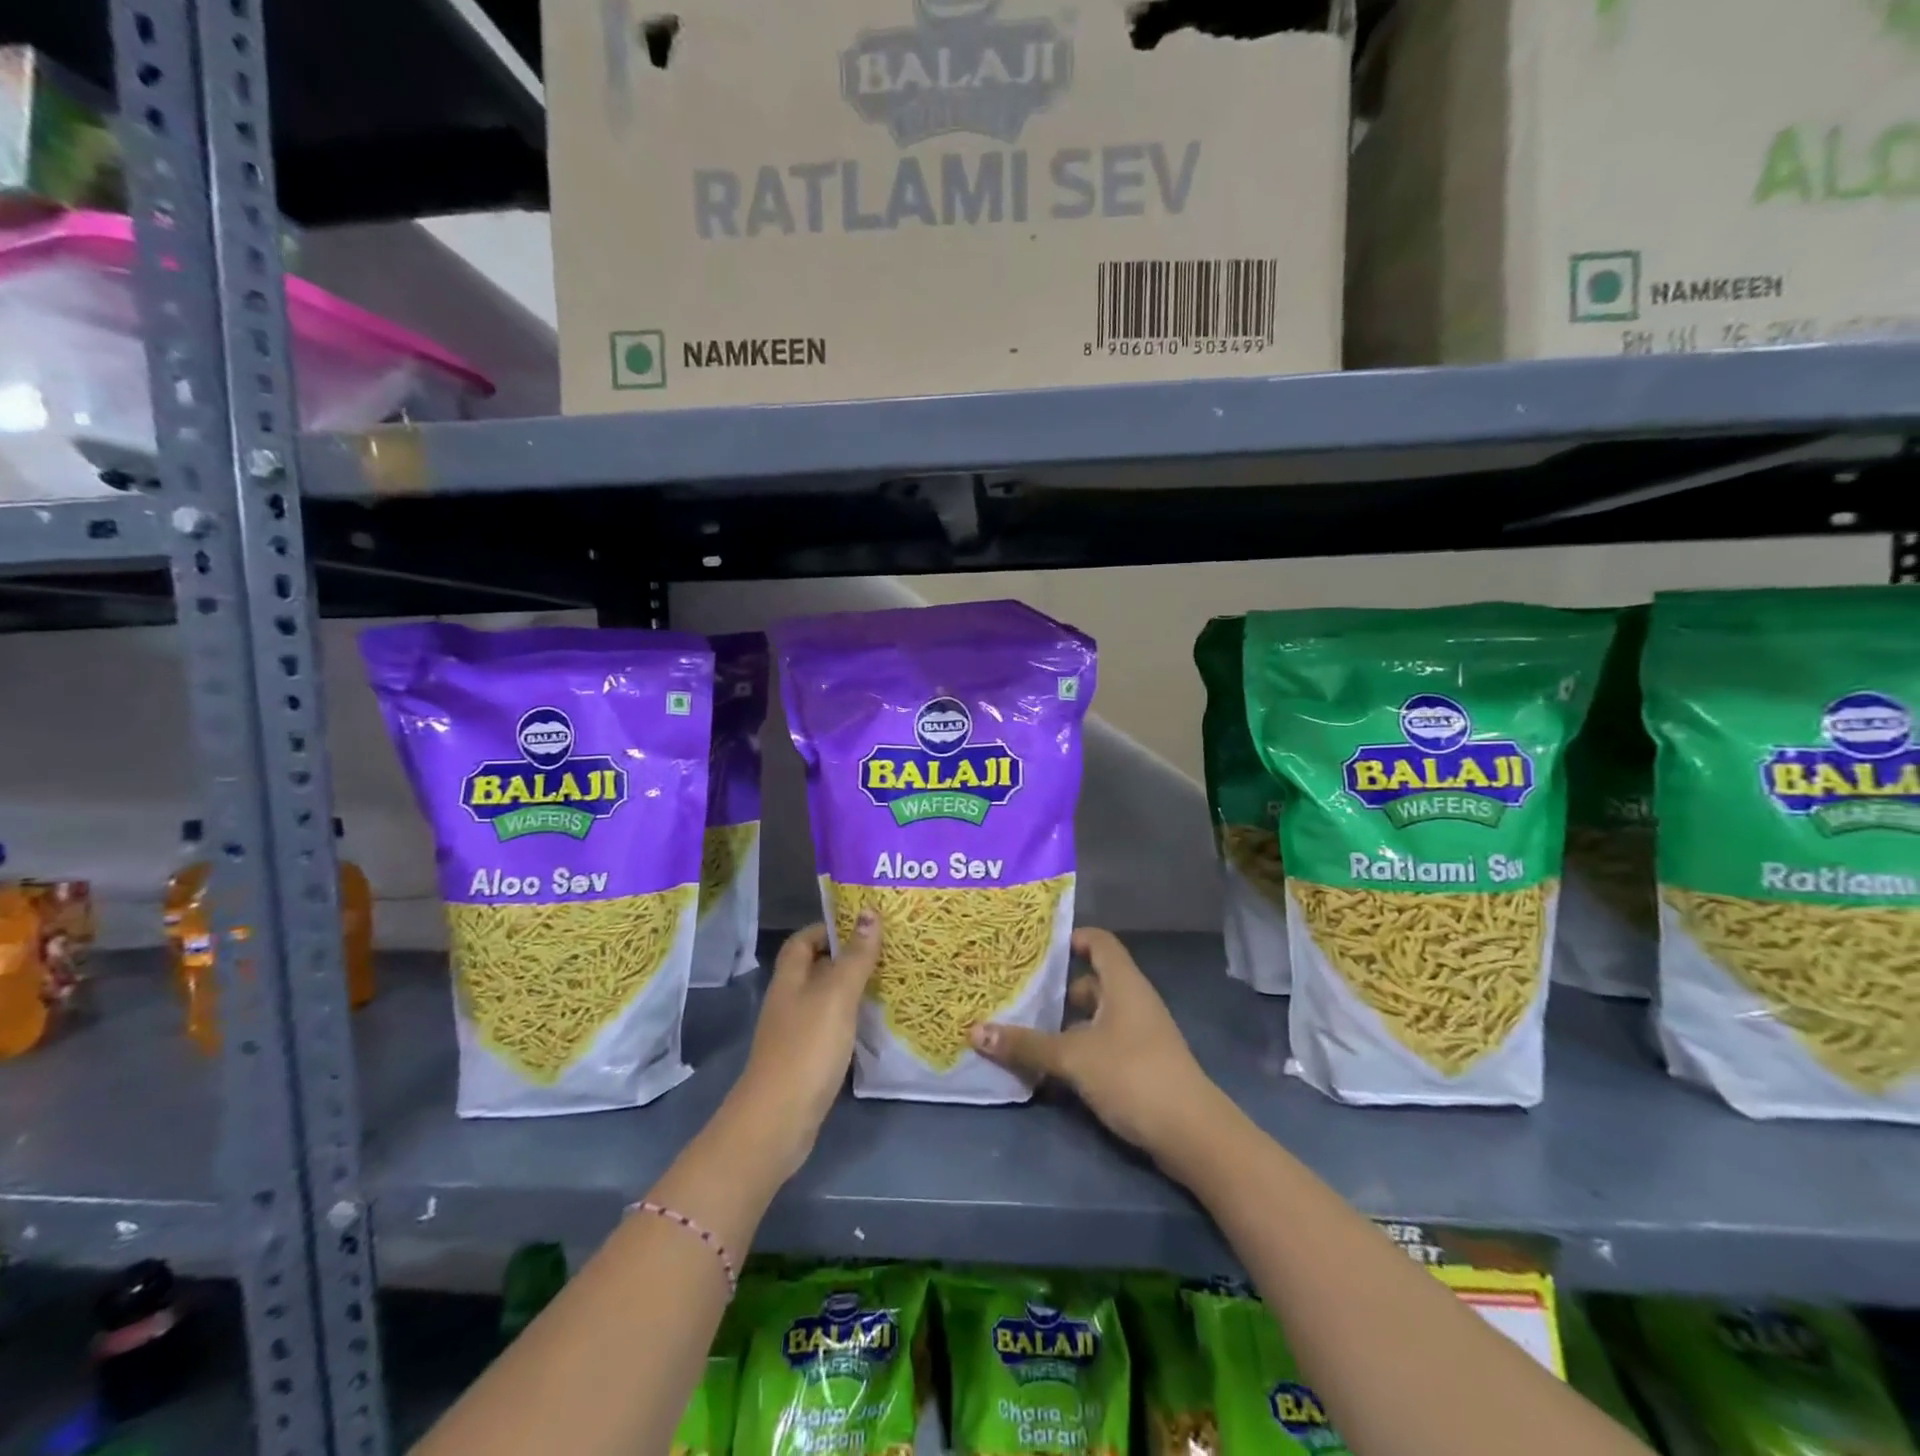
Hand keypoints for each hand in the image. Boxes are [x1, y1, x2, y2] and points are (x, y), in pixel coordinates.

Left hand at [726, 915, 878, 1178]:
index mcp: (790, 979)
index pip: (804, 940)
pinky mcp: (805, 1060)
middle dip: (846, 956)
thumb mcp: (836, 995)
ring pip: (824, 998)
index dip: (829, 928)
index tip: (864, 924)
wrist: (778, 1120)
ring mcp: (795, 1033)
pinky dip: (850, 1019)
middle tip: (886, 949)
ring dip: (851, 988)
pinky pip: (830, 1027)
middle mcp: (789, 1001)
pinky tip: (873, 1023)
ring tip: (889, 980)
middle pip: (815, 968)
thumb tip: (868, 912)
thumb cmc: (807, 1048)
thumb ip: (855, 956)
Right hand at [969, 928, 1220, 1161]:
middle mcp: (1133, 1001)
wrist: (1192, 1134)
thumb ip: (1026, 1045)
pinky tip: (1052, 1068)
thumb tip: (975, 1031)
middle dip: (1057, 989)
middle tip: (1018, 994)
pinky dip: (1079, 1049)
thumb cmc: (1132, 1074)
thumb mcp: (1073, 1057)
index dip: (1072, 938)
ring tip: (1025, 1031)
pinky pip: (1103, 1044)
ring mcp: (1140, 1034)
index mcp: (1123, 984)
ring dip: (1065, 1024)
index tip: (1036, 948)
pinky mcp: (1141, 1064)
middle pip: (1092, 981)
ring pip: (1095, 1017)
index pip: (1099, 942)